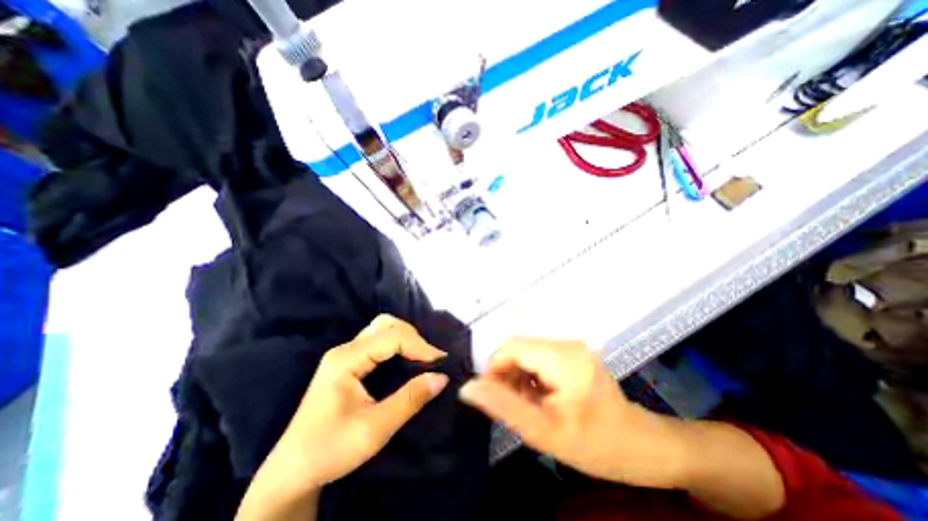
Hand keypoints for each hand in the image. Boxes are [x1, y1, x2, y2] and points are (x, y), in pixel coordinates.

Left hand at [237, 314, 448, 519]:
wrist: (292, 472)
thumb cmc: (330, 450)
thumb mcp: (375, 429)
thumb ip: (410, 399)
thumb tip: (442, 377)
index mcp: (345, 360)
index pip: (391, 337)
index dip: (419, 345)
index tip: (440, 361)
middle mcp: (345, 350)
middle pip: (385, 325)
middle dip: (412, 336)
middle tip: (429, 358)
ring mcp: (345, 354)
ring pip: (381, 329)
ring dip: (405, 338)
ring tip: (421, 357)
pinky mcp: (348, 362)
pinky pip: (378, 341)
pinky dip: (397, 344)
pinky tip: (406, 358)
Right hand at [458, 337, 682, 488]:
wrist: (640, 445)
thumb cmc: (596, 445)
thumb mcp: (544, 432)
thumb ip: (503, 406)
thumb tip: (467, 387)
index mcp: (562, 357)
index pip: (510, 347)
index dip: (495, 370)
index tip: (496, 399)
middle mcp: (566, 342)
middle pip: (518, 348)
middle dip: (508, 375)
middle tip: (515, 406)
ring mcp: (571, 345)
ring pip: (526, 352)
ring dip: (518, 376)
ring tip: (529, 404)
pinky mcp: (572, 351)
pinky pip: (538, 356)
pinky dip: (531, 374)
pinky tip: (540, 396)